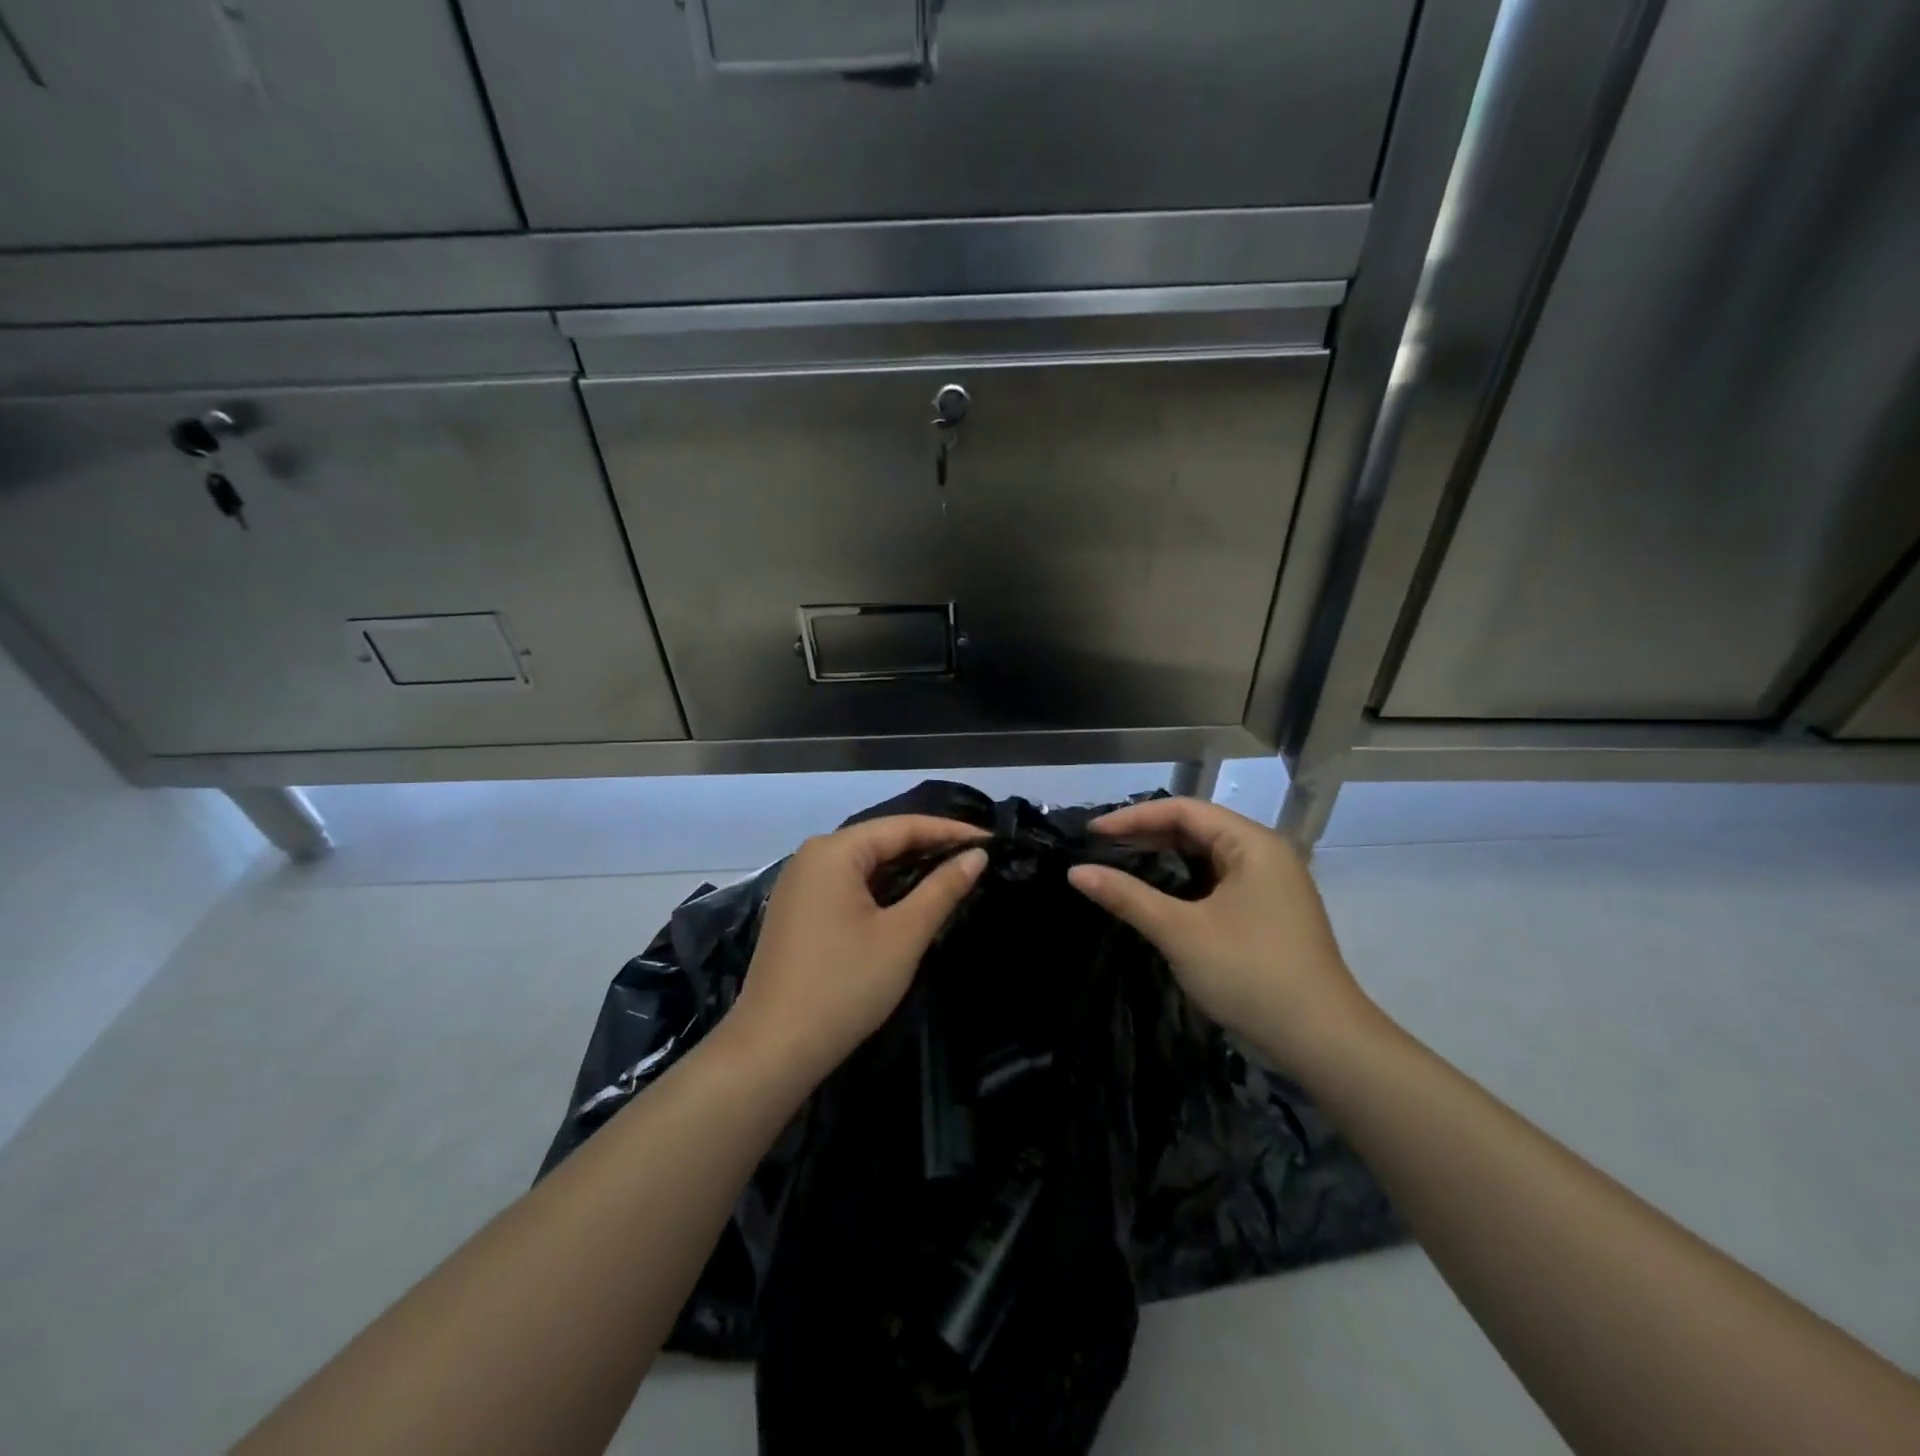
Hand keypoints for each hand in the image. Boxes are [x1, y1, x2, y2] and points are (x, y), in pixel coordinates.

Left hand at [728, 815, 989, 1087]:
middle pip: (881, 840)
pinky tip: (909, 900)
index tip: (992, 840)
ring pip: (865, 864)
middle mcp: (812, 856)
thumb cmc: (844, 986)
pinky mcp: (797, 912)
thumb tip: (977, 855)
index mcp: (834, 851)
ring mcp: (799, 885)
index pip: (903, 826)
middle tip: (977, 858)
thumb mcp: (903, 935)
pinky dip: (882, 888)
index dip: (950, 831)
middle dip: (930, 847)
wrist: (773, 1049)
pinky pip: (848, 885)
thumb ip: (942, 889)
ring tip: (953, 875)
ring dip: (907, 869)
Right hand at [1067, 797, 1376, 1077]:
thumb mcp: (1180, 932)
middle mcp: (1265, 853)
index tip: (1092, 833)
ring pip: (1207, 856)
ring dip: (1165, 858)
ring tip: (1121, 865)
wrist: (1322, 1040)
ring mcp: (1271, 884)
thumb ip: (1127, 897)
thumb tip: (1075, 873)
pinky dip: (1185, 881)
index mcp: (1252, 844)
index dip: (1134, 817)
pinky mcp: (1269, 912)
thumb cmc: (1250, 973)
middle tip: (1101, 849)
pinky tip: (1158, 895)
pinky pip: (1218, 880)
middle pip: (1197, 828)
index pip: (1183, 811)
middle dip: (1147, 835)